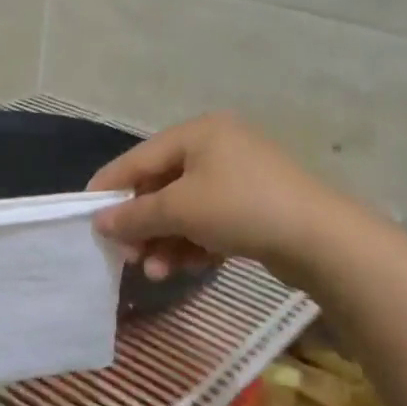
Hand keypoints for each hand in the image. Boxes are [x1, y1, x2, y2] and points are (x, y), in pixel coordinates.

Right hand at [87, 112, 375, 285]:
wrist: (321, 239)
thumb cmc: (241, 208)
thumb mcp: (179, 209)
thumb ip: (134, 215)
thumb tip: (99, 223)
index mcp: (198, 133)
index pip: (138, 158)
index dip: (109, 188)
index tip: (85, 217)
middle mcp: (216, 148)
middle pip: (160, 187)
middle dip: (142, 226)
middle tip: (127, 256)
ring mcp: (237, 177)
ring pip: (184, 210)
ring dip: (165, 242)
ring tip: (156, 272)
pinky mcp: (253, 206)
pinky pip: (208, 222)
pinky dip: (193, 244)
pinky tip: (188, 268)